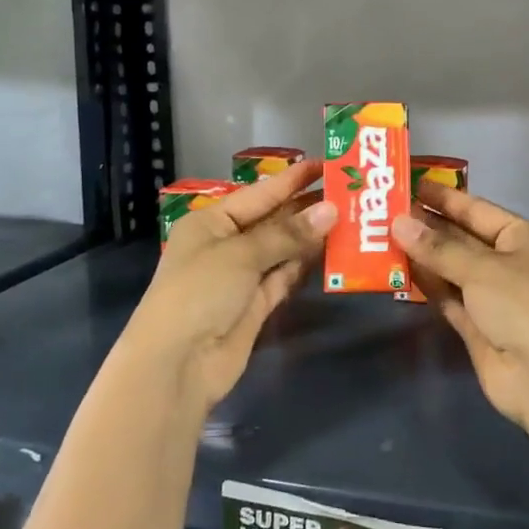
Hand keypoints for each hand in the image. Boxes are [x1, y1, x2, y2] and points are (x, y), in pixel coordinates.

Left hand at [123, 160, 335, 411]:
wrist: (177, 365)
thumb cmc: (199, 292)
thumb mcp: (241, 254)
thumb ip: (288, 234)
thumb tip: (332, 210)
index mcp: (211, 221)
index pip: (260, 193)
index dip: (293, 179)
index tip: (328, 164)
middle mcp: (226, 244)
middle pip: (273, 220)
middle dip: (307, 207)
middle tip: (350, 191)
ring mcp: (242, 276)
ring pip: (283, 249)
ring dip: (311, 236)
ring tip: (351, 216)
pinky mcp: (256, 305)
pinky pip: (285, 276)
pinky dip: (305, 265)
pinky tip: (332, 251)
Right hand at [392, 184, 528, 427]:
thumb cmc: (523, 304)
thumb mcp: (481, 268)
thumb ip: (438, 247)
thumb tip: (398, 222)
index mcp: (522, 238)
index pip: (477, 210)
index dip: (445, 198)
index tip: (412, 184)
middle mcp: (508, 263)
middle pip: (462, 238)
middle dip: (429, 226)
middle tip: (387, 210)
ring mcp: (492, 296)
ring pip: (452, 269)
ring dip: (423, 255)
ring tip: (383, 236)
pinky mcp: (477, 326)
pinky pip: (447, 297)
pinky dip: (427, 285)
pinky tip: (399, 270)